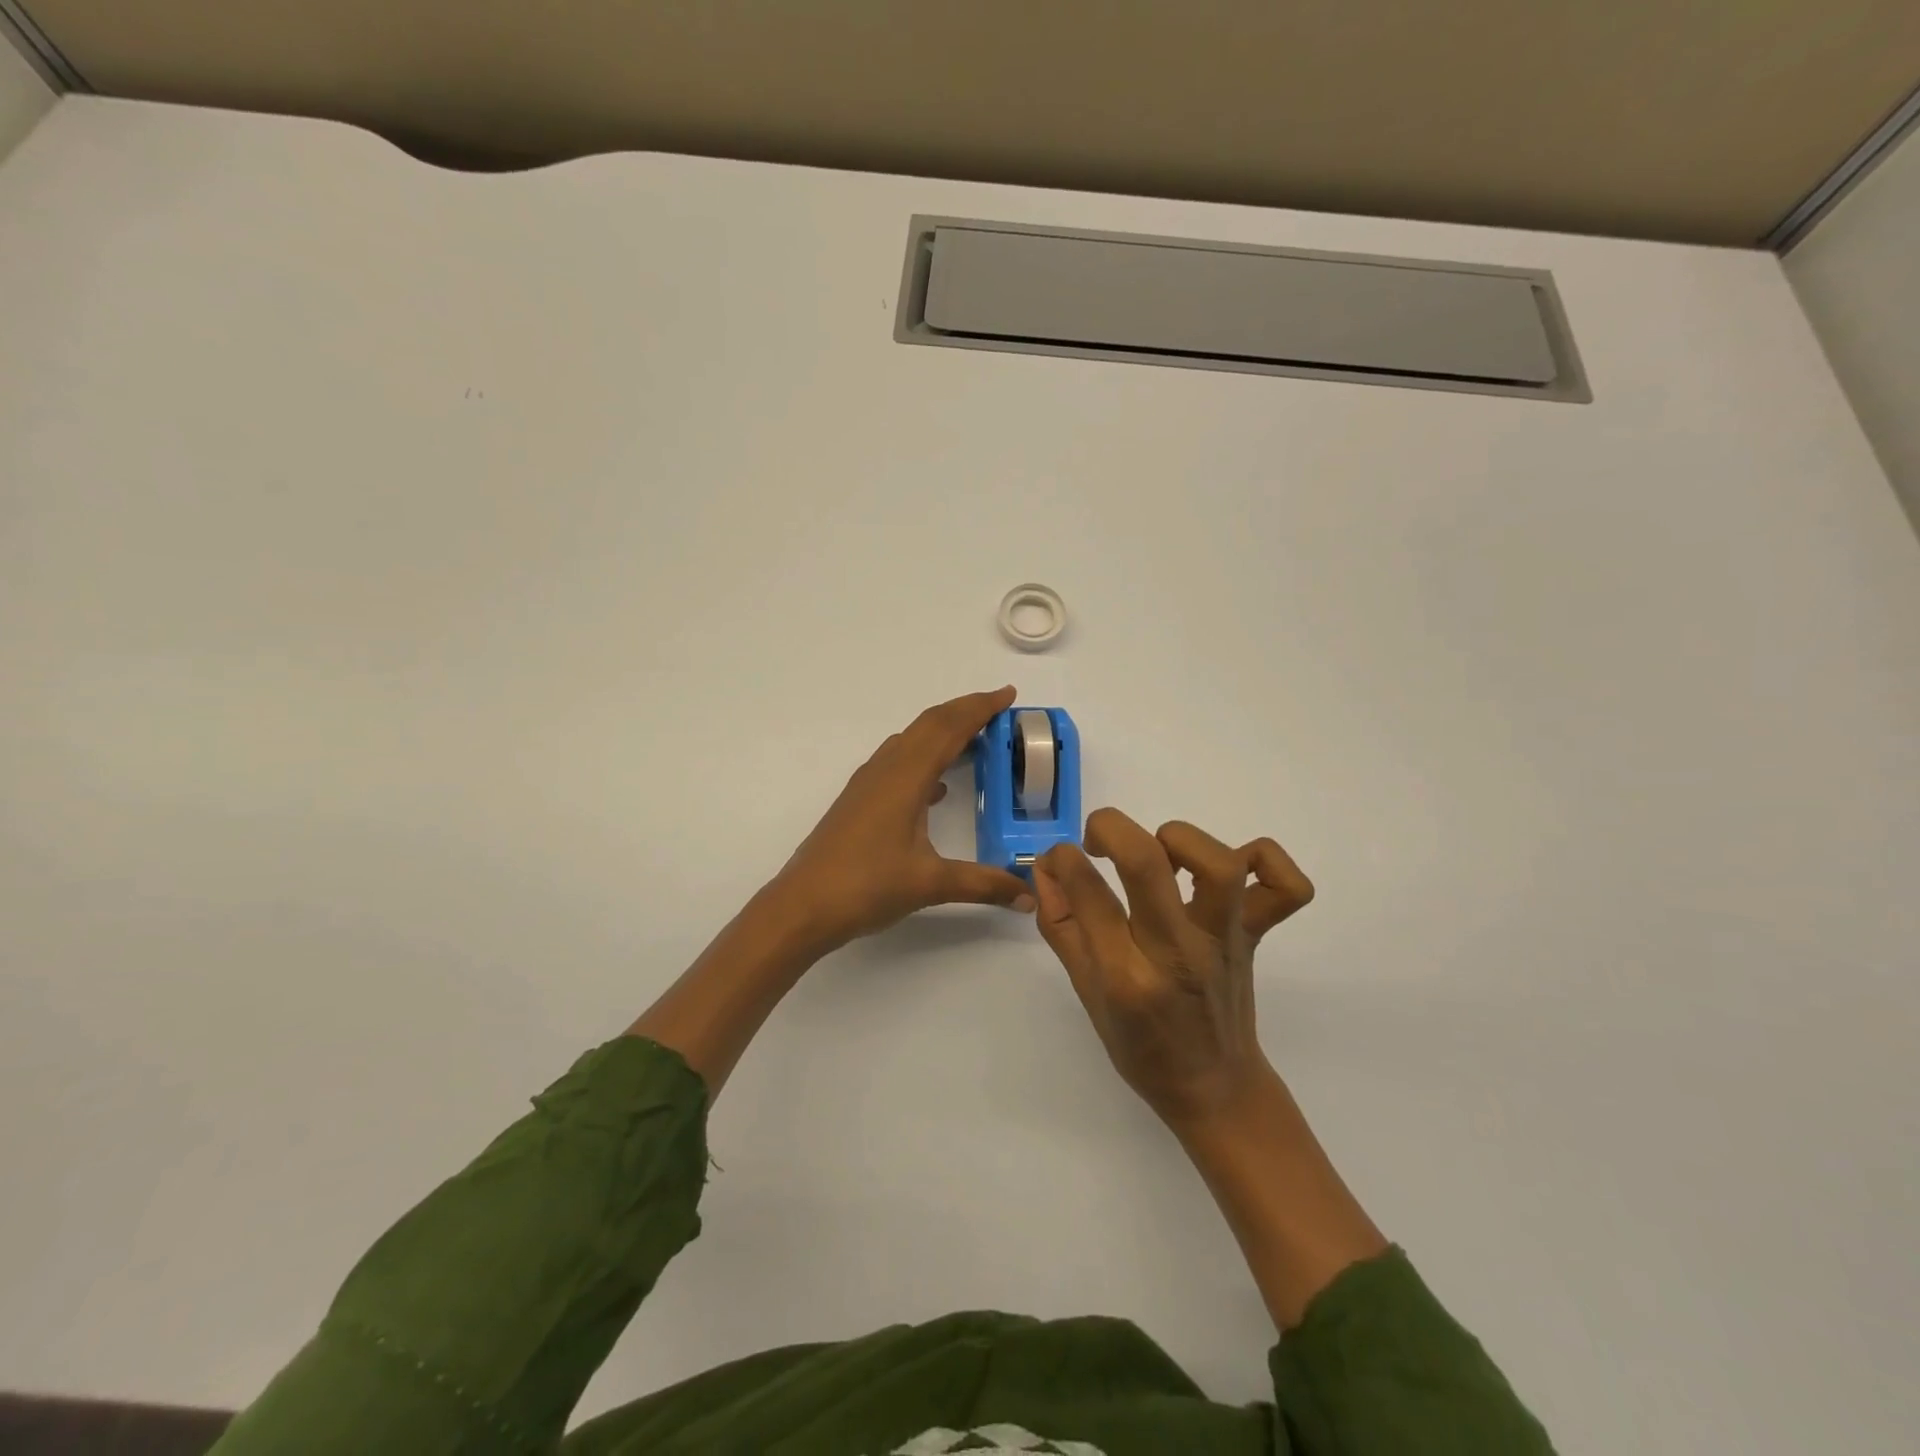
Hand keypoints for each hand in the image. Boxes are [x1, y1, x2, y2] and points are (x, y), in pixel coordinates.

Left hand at [771, 687, 1036, 951]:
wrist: (802, 906)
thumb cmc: (866, 887)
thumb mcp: (931, 884)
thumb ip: (983, 885)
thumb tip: (1029, 898)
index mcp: (906, 778)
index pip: (949, 728)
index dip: (980, 708)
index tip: (1008, 694)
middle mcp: (886, 770)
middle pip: (929, 724)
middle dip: (964, 711)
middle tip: (998, 710)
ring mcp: (868, 784)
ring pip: (910, 741)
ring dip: (942, 732)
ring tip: (974, 741)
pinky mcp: (858, 800)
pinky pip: (897, 763)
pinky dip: (924, 759)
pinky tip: (936, 789)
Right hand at [1032, 808, 1313, 1131]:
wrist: (1215, 1088)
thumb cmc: (1141, 1046)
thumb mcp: (1085, 992)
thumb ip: (1061, 925)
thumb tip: (1047, 868)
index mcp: (1126, 976)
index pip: (1088, 892)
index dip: (1063, 859)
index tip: (1059, 858)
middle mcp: (1178, 952)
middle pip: (1147, 862)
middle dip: (1111, 829)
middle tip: (1097, 841)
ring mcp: (1225, 941)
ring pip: (1219, 864)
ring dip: (1181, 840)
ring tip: (1161, 853)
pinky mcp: (1256, 935)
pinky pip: (1286, 888)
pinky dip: (1266, 860)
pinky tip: (1233, 865)